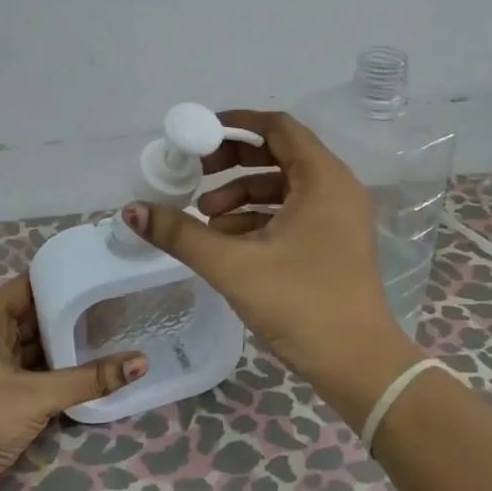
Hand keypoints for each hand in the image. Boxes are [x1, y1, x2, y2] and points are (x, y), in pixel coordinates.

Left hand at [0, 275, 145, 490]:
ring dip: (68, 345)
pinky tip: (94, 369)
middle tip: (113, 302)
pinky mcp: (6, 403)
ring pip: (39, 350)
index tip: (93, 271)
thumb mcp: (37, 395)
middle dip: (69, 312)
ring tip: (112, 331)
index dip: (55, 276)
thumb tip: (142, 362)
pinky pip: (41, 378)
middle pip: (34, 318)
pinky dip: (63, 373)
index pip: (24, 287)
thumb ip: (89, 379)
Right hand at [122, 110, 419, 422]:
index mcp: (323, 178)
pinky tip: (227, 243)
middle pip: (279, 155)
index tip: (196, 137)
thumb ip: (182, 234)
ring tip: (204, 220)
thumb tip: (132, 210)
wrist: (359, 364)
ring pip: (284, 190)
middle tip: (195, 177)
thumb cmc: (301, 304)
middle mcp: (337, 188)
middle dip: (233, 164)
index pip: (278, 128)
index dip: (235, 126)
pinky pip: (293, 216)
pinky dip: (259, 220)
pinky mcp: (335, 244)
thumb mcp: (234, 266)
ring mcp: (339, 218)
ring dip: (242, 197)